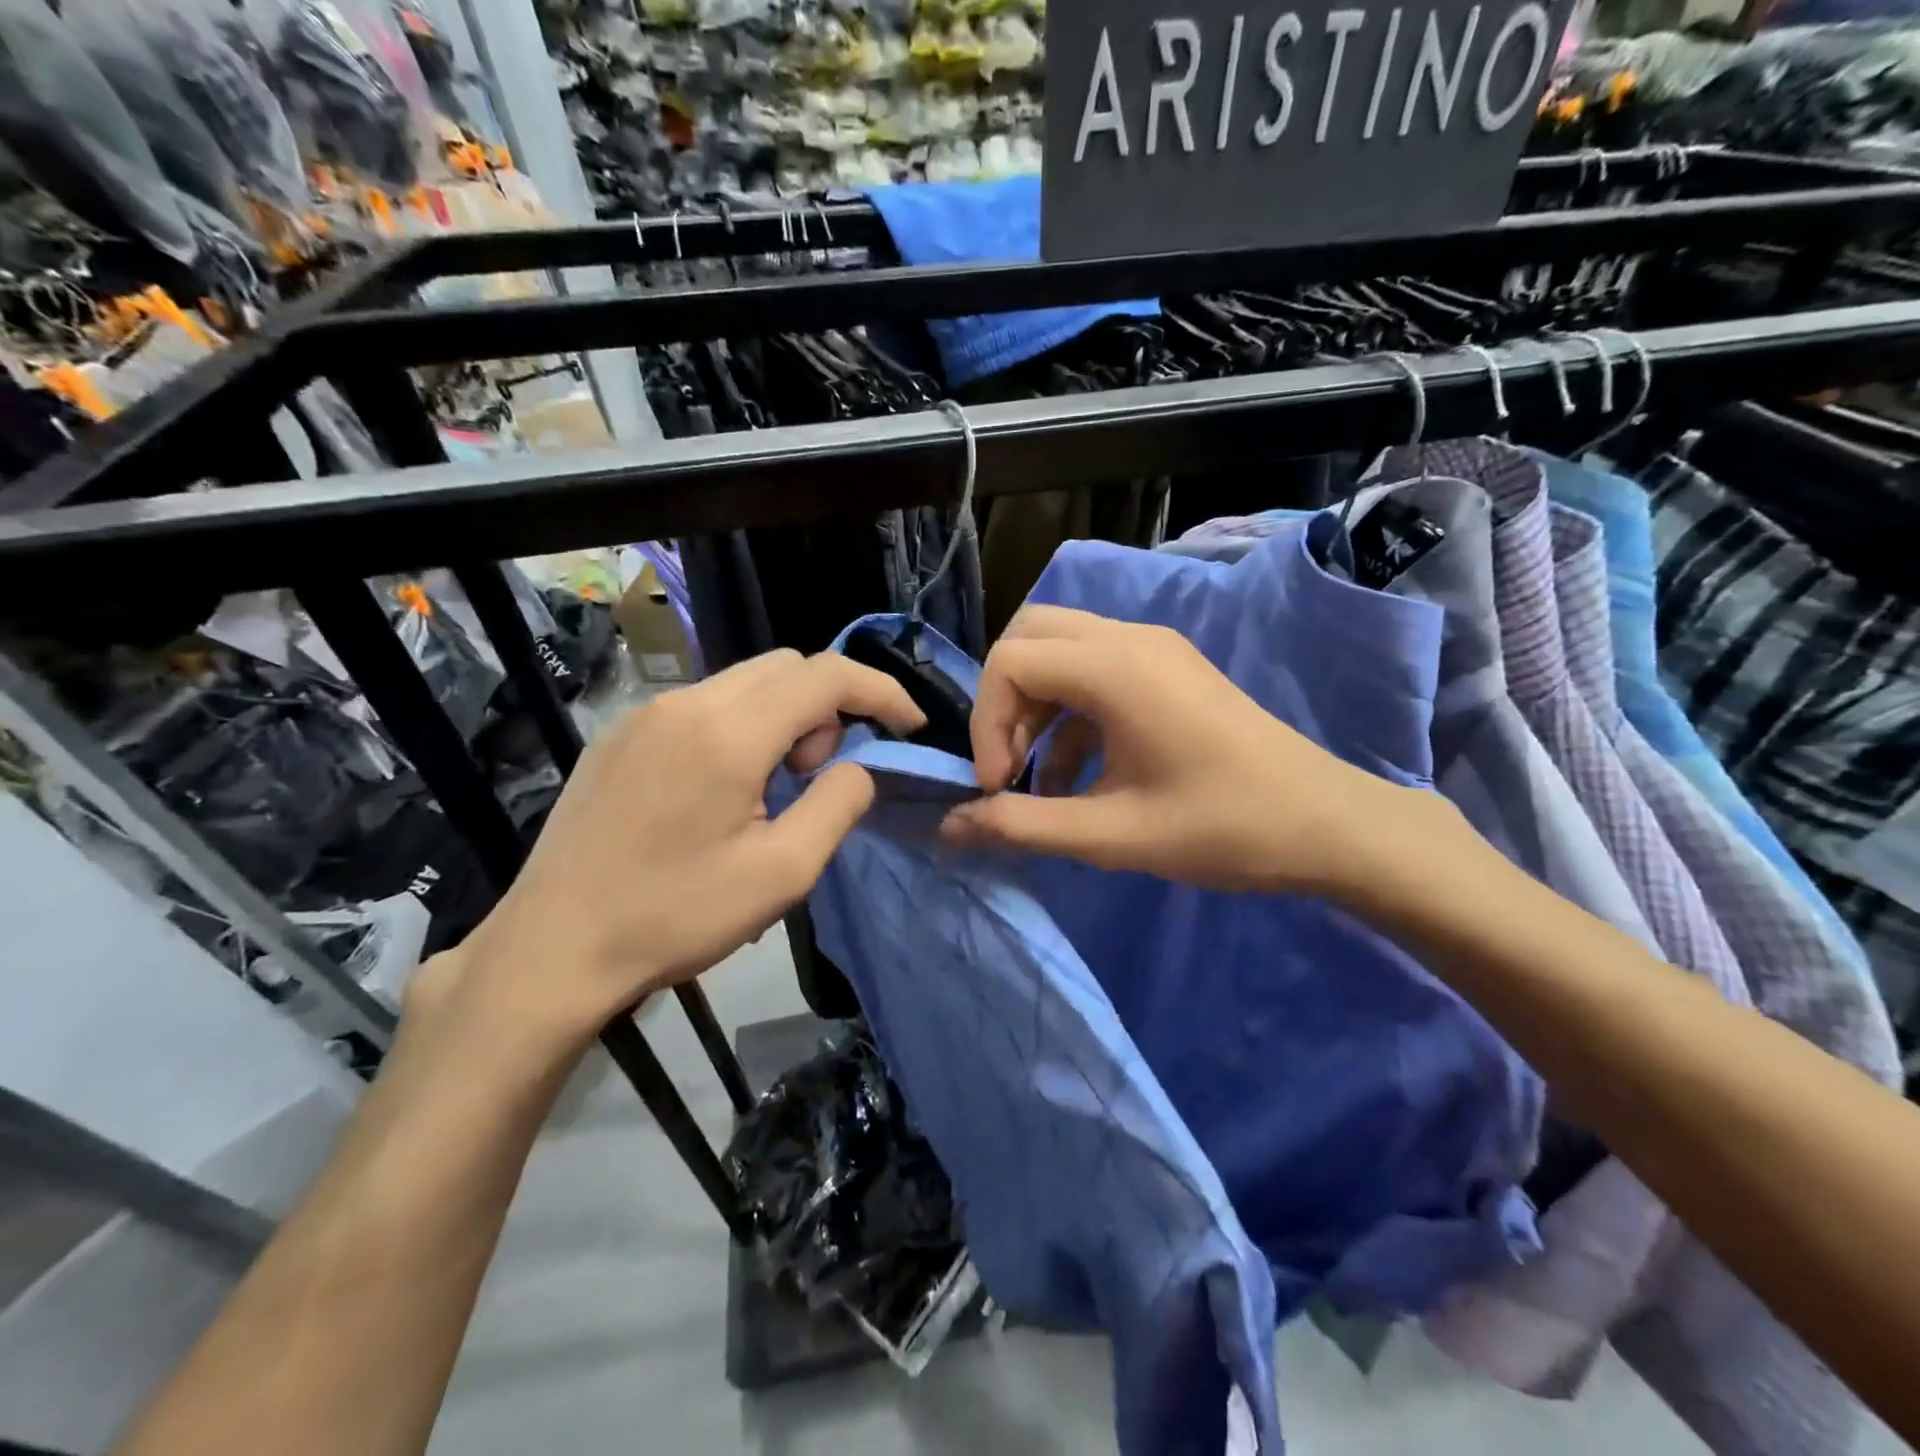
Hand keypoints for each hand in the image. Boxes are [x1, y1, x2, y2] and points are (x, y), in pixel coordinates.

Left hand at [428, 649, 923, 1059]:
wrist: (553, 948)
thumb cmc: (675, 916)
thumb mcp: (782, 873)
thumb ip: (838, 804)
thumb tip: (860, 765)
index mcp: (729, 733)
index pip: (826, 676)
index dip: (880, 692)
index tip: (908, 725)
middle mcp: (686, 702)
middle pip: (786, 666)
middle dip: (827, 707)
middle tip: (821, 775)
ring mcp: (646, 713)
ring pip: (744, 681)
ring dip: (784, 716)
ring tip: (773, 786)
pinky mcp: (620, 734)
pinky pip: (703, 704)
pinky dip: (741, 724)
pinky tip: (724, 787)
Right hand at [941, 606, 1404, 896]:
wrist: (1329, 825)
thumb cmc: (1224, 829)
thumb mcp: (1113, 836)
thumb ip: (1023, 826)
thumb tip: (951, 827)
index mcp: (1116, 668)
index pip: (1010, 660)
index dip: (987, 722)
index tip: (999, 785)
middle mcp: (1130, 639)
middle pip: (1030, 637)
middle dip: (1003, 701)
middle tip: (1008, 765)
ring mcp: (1154, 650)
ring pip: (1060, 650)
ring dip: (1033, 707)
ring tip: (1034, 778)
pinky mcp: (1167, 670)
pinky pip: (1093, 671)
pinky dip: (1068, 714)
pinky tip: (1072, 776)